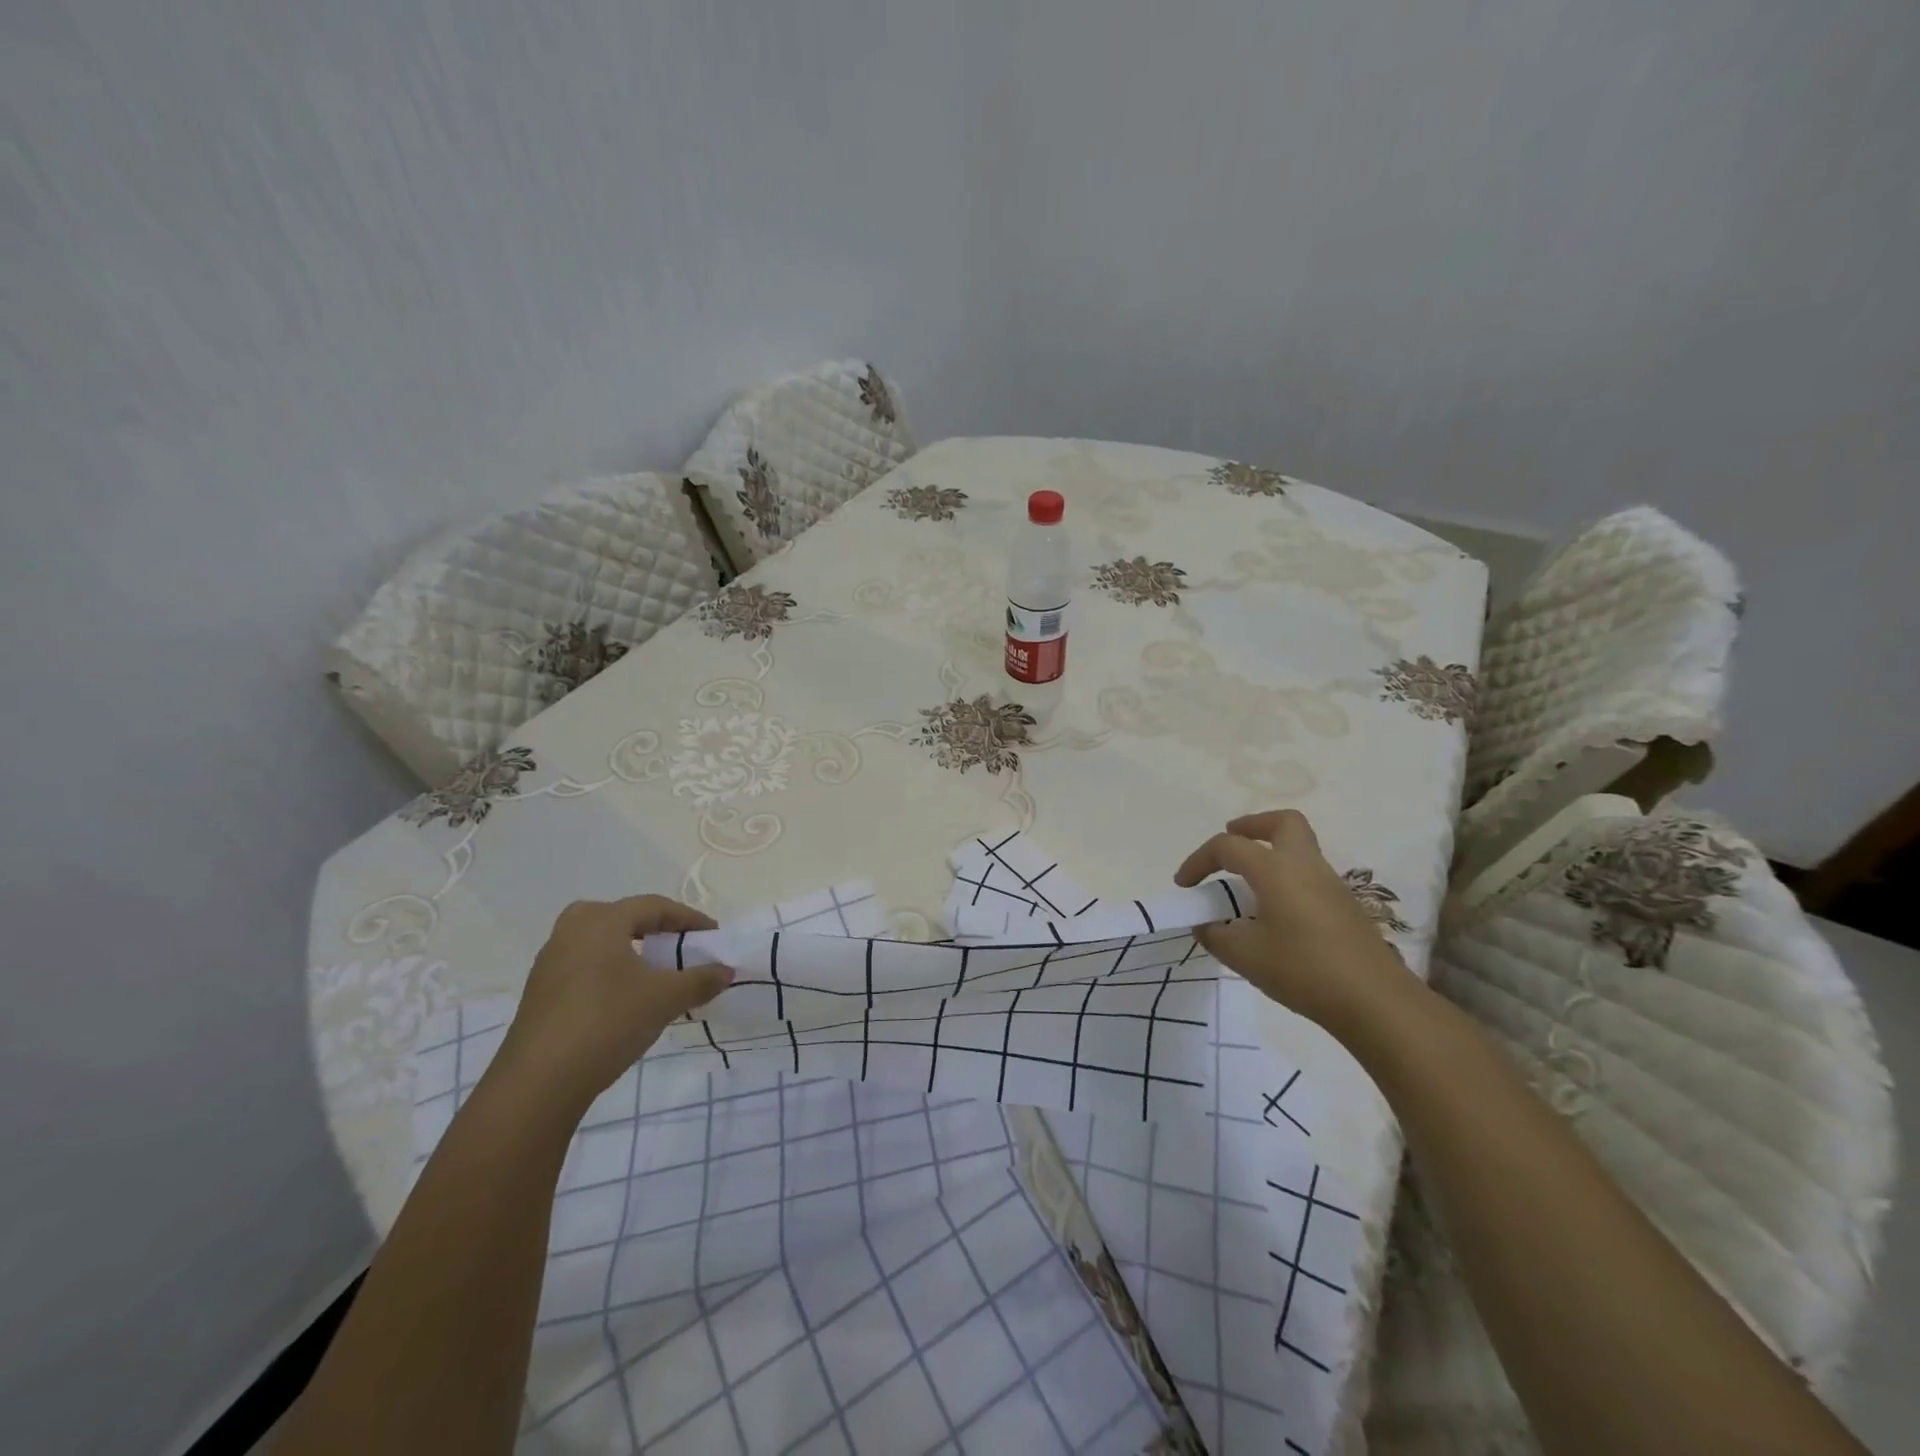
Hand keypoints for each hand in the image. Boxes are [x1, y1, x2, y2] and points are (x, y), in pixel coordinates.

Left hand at [494, 896, 732, 1114]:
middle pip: (623, 918)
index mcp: (601, 920)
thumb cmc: (608, 1021)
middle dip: (656, 930)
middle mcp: (571, 930)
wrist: (538, 1083)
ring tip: (657, 974)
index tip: (712, 935)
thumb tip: (726, 971)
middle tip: (680, 947)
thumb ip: (699, 980)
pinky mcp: (540, 992)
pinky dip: (612, 972)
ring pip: (602, 943)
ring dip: (633, 952)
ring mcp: (550, 961)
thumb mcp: (665, 999)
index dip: (689, 919)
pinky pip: (586, 966)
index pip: (654, 907)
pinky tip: (626, 998)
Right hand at [1174, 809, 1409, 1035]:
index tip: (1184, 886)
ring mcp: (1331, 884)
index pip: (1228, 847)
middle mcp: (1305, 866)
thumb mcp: (1245, 956)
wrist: (1376, 1001)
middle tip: (1230, 846)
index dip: (1199, 860)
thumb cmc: (1304, 971)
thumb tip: (1206, 925)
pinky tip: (1274, 912)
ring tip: (1246, 885)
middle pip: (1281, 823)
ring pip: (1299, 847)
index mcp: (1276, 870)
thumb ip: (1217, 935)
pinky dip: (1286, 878)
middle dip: (1251, 826)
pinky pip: (1309, 874)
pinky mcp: (1345, 906)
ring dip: (1270, 853)